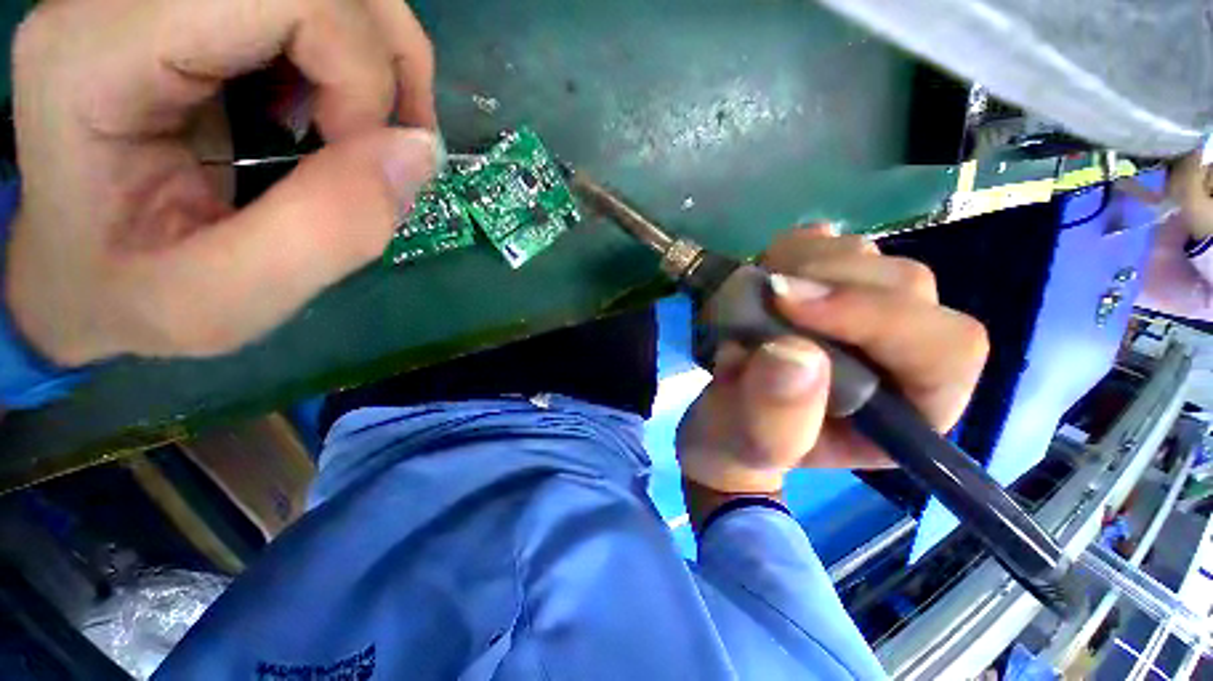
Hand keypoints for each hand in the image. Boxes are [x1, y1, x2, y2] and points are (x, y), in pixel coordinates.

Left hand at [8, 0, 439, 364]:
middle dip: (387, 67)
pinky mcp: (192, 6)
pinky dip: (357, 59)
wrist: (79, 272)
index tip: (368, 165)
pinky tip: (333, 112)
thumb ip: (328, 232)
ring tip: (370, 135)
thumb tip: (418, 152)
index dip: (360, 78)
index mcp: (100, 55)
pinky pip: (314, 3)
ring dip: (382, 62)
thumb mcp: (222, 304)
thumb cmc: (132, 299)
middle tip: (392, 150)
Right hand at [677, 226, 988, 494]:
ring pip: (866, 254)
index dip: (874, 315)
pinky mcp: (831, 284)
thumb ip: (777, 418)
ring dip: (802, 264)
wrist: (728, 414)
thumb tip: (792, 352)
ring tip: (756, 298)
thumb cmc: (745, 440)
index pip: (944, 348)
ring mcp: (867, 309)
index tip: (785, 304)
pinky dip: (790, 250)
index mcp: (911, 409)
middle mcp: (905, 352)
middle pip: (905, 285)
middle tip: (763, 296)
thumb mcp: (755, 445)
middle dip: (827, 283)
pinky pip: (827, 242)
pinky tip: (765, 277)